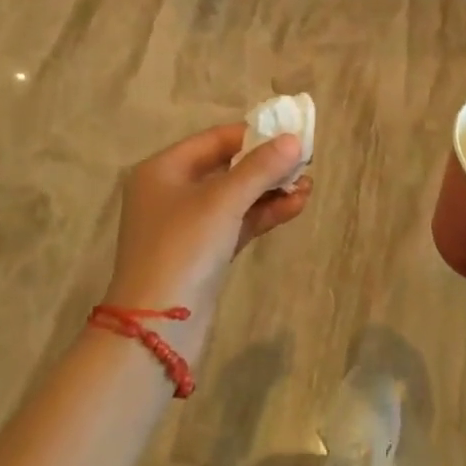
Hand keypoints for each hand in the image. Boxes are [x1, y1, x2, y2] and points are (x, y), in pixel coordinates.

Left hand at [102, 124, 311, 361]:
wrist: (157, 330)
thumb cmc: (183, 249)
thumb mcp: (222, 201)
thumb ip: (260, 168)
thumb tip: (294, 140)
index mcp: (163, 169)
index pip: (216, 140)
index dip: (254, 135)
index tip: (291, 135)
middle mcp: (172, 192)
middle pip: (227, 167)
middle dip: (267, 166)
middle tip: (305, 163)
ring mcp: (187, 225)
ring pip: (236, 197)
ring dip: (271, 191)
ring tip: (308, 186)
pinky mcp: (203, 253)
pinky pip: (237, 222)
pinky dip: (264, 214)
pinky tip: (296, 206)